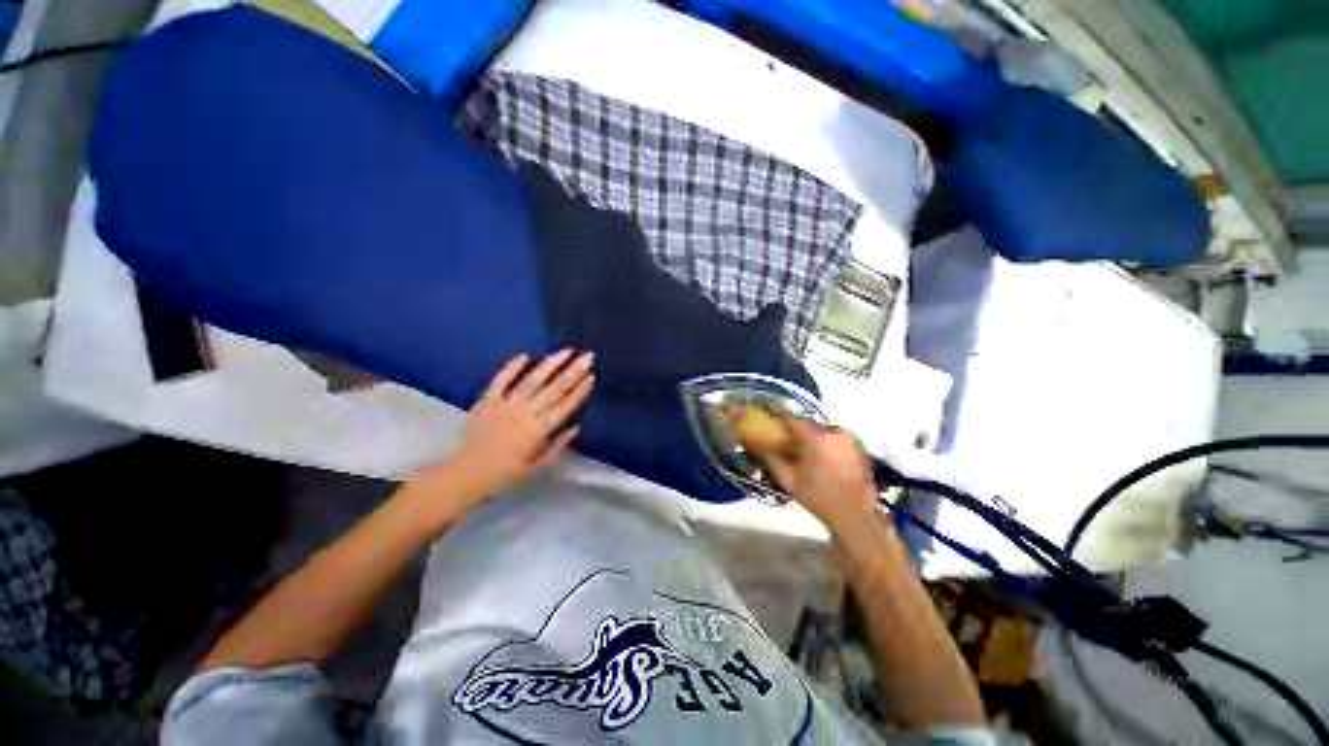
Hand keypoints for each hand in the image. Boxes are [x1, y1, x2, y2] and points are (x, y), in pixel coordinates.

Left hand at [411, 350, 593, 517]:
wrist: (467, 475)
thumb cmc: (507, 475)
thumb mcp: (538, 468)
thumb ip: (558, 447)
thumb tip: (576, 427)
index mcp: (537, 432)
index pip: (564, 407)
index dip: (579, 391)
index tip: (592, 376)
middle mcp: (523, 414)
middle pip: (553, 390)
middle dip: (573, 372)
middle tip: (587, 356)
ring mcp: (504, 405)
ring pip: (531, 381)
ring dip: (549, 365)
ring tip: (565, 351)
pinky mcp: (487, 401)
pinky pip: (500, 381)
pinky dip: (511, 367)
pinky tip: (525, 355)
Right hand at [738, 412, 879, 534]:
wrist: (855, 516)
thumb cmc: (818, 497)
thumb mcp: (788, 479)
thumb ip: (771, 458)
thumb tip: (757, 445)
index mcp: (815, 437)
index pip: (791, 418)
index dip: (777, 413)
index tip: (767, 410)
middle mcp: (834, 432)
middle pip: (809, 426)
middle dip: (797, 432)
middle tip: (788, 441)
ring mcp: (850, 440)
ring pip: (824, 433)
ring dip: (814, 439)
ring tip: (807, 454)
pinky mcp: (860, 450)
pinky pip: (837, 442)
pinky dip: (828, 447)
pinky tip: (824, 462)